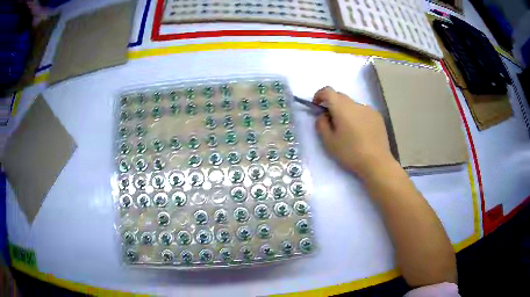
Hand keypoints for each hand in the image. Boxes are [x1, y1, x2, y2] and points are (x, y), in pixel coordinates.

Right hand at [314, 86, 395, 178]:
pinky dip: (358, 117)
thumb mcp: (329, 142)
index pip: (327, 91)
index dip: (319, 95)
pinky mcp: (377, 116)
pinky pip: (363, 111)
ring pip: (352, 105)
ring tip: (349, 131)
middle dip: (332, 104)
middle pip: (340, 96)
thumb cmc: (350, 153)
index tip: (317, 106)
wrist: (377, 162)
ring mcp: (369, 109)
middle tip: (332, 122)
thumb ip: (321, 124)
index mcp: (342, 108)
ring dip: (346, 112)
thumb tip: (323, 115)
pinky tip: (361, 133)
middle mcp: (356, 104)